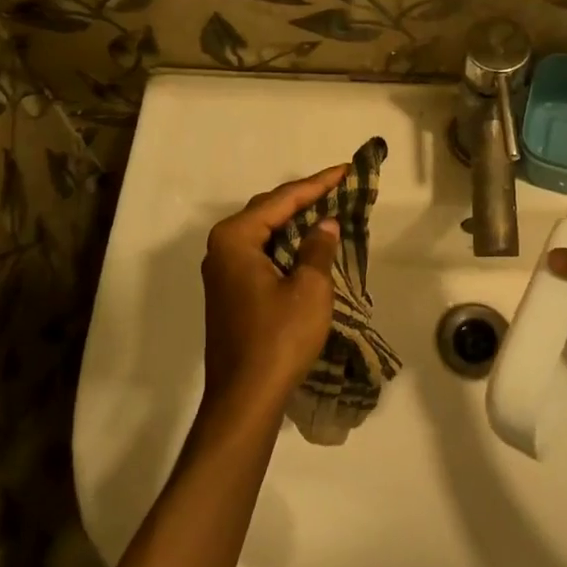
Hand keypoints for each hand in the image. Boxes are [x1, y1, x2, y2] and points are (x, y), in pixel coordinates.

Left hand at [199, 166, 345, 421]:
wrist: (245, 397)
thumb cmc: (279, 337)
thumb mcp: (310, 287)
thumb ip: (318, 248)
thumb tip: (324, 224)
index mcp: (235, 238)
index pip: (282, 200)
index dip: (317, 184)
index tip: (344, 170)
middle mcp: (221, 248)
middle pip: (267, 212)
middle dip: (303, 199)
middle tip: (338, 187)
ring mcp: (222, 272)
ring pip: (263, 234)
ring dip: (294, 222)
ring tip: (327, 209)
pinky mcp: (229, 293)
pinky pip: (259, 254)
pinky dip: (284, 245)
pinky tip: (306, 246)